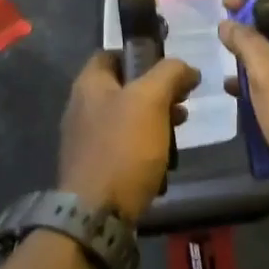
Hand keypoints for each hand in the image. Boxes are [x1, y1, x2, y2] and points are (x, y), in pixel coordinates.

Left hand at [58, 51, 200, 221]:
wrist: (97, 213)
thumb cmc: (123, 148)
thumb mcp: (151, 100)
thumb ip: (169, 74)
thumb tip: (187, 68)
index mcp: (89, 85)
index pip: (110, 54)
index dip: (140, 54)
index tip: (169, 68)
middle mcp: (82, 108)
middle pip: (123, 88)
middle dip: (156, 92)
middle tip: (183, 102)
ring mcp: (86, 140)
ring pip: (126, 119)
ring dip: (155, 121)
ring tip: (179, 131)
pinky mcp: (95, 168)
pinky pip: (124, 148)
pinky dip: (145, 148)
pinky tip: (164, 159)